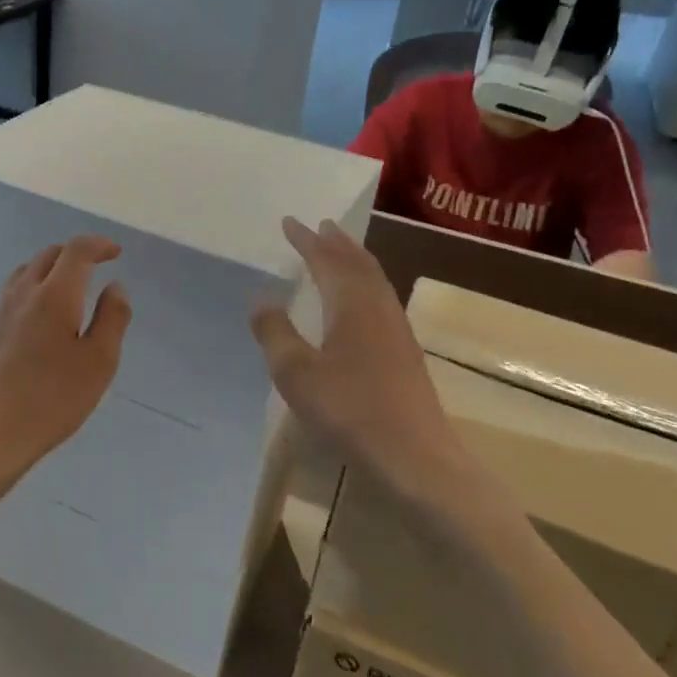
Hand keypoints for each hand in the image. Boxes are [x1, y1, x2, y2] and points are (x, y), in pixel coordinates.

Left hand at [0, 236, 130, 479]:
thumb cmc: (52, 399)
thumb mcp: (99, 362)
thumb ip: (112, 319)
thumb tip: (115, 287)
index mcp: (54, 295)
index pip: (76, 251)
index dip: (98, 245)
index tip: (115, 252)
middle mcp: (22, 294)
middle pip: (47, 255)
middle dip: (74, 253)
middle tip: (95, 265)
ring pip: (24, 273)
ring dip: (49, 269)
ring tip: (67, 287)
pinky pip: (11, 297)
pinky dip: (32, 292)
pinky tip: (38, 320)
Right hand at [249, 218, 462, 500]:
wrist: (413, 454)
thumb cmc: (348, 409)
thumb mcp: (296, 373)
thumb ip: (276, 333)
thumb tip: (263, 300)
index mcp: (350, 304)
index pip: (326, 260)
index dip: (306, 240)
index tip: (289, 222)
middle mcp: (378, 307)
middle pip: (358, 263)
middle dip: (336, 243)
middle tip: (320, 226)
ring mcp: (396, 330)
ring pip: (374, 280)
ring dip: (354, 261)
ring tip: (340, 253)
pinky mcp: (404, 352)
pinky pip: (381, 299)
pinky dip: (364, 285)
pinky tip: (359, 304)